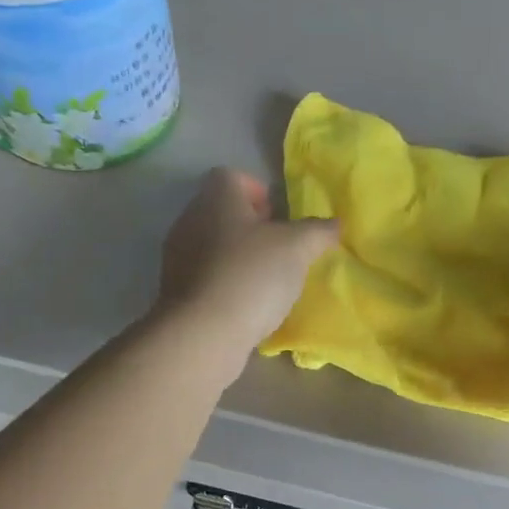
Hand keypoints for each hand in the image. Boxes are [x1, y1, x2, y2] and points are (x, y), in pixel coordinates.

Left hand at [156, 168, 338, 356]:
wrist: (203, 333)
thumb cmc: (252, 275)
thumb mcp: (297, 248)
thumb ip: (318, 231)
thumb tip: (335, 223)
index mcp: (216, 199)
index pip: (230, 176)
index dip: (257, 190)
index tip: (277, 216)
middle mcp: (190, 220)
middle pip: (221, 210)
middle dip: (250, 226)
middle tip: (278, 248)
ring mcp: (177, 257)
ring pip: (211, 244)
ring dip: (237, 255)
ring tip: (265, 279)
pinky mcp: (174, 291)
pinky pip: (204, 275)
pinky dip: (224, 282)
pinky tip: (246, 304)